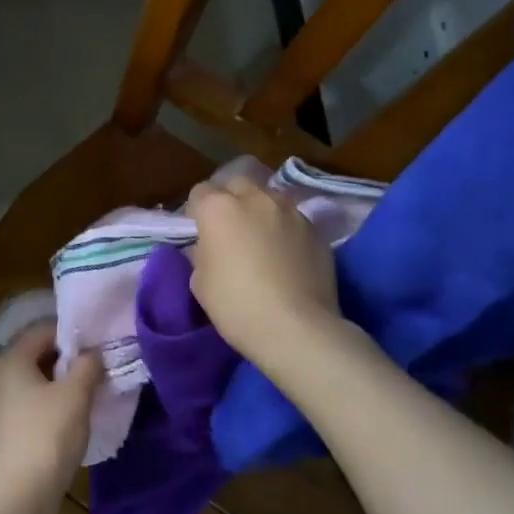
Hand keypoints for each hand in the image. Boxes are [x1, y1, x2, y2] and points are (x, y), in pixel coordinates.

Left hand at [0, 323, 98, 513]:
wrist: (16, 497)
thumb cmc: (46, 435)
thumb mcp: (76, 395)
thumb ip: (88, 365)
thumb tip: (94, 353)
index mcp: (7, 358)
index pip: (43, 330)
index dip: (74, 336)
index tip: (99, 348)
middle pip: (35, 355)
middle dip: (66, 361)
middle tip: (97, 372)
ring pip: (31, 382)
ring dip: (57, 386)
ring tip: (87, 396)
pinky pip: (25, 405)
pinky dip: (45, 407)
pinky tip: (67, 421)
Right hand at [186, 176, 340, 369]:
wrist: (296, 328)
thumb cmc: (236, 305)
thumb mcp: (199, 281)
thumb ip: (202, 252)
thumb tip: (209, 246)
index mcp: (219, 208)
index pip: (199, 192)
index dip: (196, 212)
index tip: (199, 233)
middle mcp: (255, 198)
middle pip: (237, 184)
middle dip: (230, 200)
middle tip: (230, 230)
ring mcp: (290, 211)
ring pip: (269, 197)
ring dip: (260, 210)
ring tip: (262, 239)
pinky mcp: (316, 230)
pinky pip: (293, 219)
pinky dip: (285, 229)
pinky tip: (286, 255)